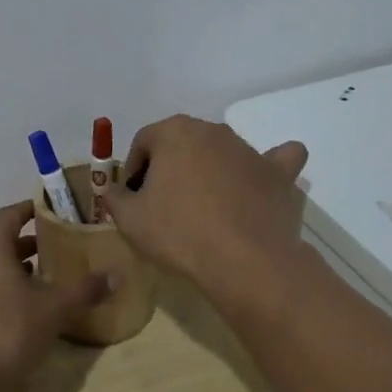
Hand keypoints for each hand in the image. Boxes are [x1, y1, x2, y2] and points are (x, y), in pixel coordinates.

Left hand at [0, 201, 108, 391]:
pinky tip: (8, 314)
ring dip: (6, 271)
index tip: (47, 211)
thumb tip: (116, 275)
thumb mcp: (53, 311)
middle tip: (50, 251)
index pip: (8, 215)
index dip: (28, 210)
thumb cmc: (7, 334)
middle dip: (22, 245)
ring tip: (34, 284)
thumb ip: (84, 290)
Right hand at [100, 115, 309, 309]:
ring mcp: (248, 149)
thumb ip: (115, 197)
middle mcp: (212, 130)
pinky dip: (267, 167)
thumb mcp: (129, 219)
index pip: (143, 142)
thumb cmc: (179, 233)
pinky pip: (274, 161)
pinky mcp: (278, 173)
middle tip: (164, 203)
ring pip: (221, 152)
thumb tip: (114, 190)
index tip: (134, 198)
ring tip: (205, 208)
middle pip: (182, 143)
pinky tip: (261, 180)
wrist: (244, 261)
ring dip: (209, 171)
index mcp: (174, 132)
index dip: (134, 170)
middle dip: (170, 167)